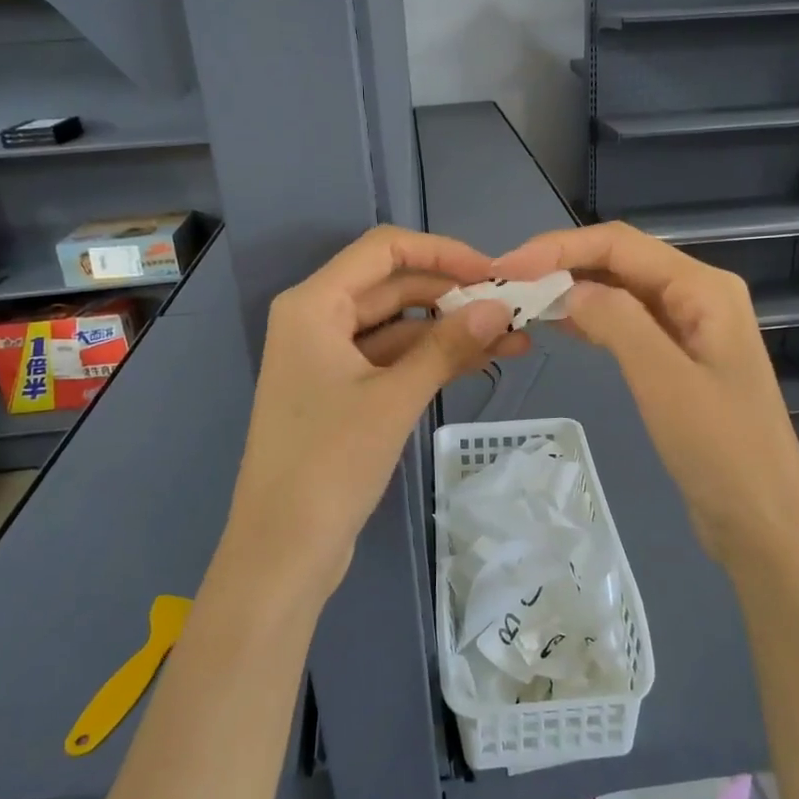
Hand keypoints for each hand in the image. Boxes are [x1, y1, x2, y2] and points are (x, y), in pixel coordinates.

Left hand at [220, 225, 523, 602]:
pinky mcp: (344, 392)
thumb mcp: (394, 399)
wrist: (283, 549)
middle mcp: (318, 320)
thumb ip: (447, 346)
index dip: (442, 252)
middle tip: (514, 308)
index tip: (493, 271)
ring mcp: (330, 358)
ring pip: (400, 326)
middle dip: (454, 295)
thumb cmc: (329, 463)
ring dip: (451, 331)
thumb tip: (499, 307)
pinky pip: (394, 360)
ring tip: (515, 338)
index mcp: (314, 304)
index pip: (384, 250)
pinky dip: (433, 360)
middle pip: (394, 287)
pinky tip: (483, 361)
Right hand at [492, 222, 798, 563]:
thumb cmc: (720, 449)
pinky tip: (558, 326)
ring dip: (574, 291)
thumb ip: (617, 321)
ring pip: (622, 292)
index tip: (507, 269)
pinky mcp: (679, 360)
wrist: (762, 521)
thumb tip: (570, 288)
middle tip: (506, 286)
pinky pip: (628, 325)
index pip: (620, 244)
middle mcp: (698, 296)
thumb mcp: (664, 379)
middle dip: (563, 265)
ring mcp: (690, 329)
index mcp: (704, 288)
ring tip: (522, 302)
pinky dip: (592, 321)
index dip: (560, 248)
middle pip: (621, 261)